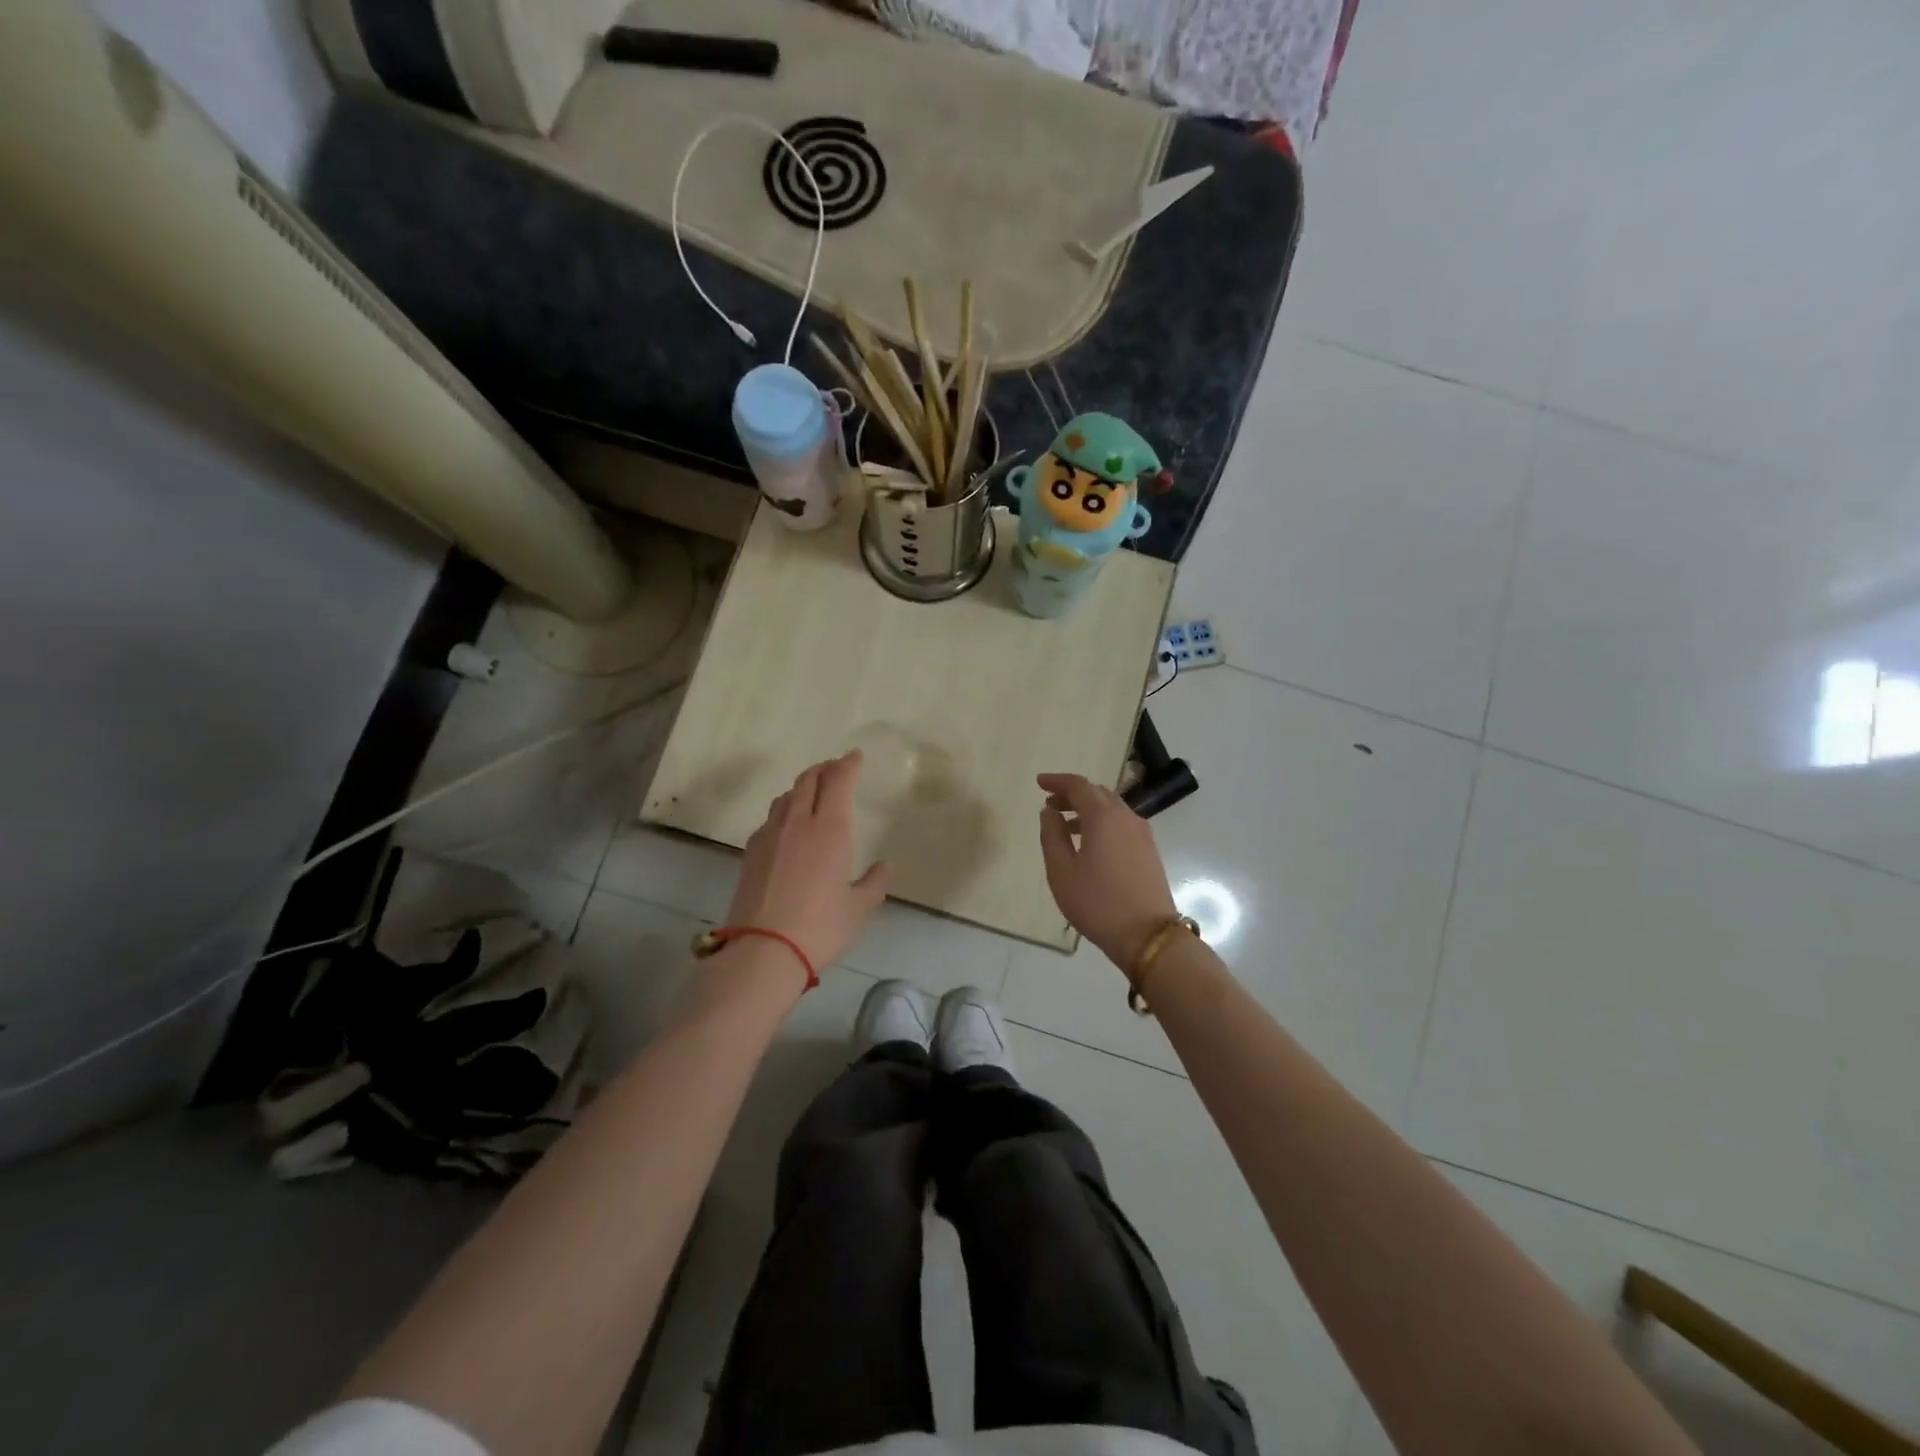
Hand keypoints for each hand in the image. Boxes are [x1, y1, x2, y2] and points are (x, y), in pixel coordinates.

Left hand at [725, 752, 889, 975]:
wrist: (762, 951)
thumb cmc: (820, 927)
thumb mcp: (858, 909)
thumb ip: (873, 883)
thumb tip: (884, 867)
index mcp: (829, 829)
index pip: (838, 781)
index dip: (847, 765)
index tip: (855, 757)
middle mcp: (797, 822)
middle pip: (808, 780)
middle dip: (823, 768)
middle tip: (835, 768)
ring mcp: (769, 835)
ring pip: (786, 796)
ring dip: (802, 787)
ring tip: (812, 793)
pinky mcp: (751, 852)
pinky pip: (771, 819)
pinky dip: (784, 811)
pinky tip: (788, 827)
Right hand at [1036, 772, 1177, 970]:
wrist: (1148, 935)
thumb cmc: (1098, 903)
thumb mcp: (1062, 871)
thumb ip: (1052, 835)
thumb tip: (1049, 811)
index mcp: (1103, 817)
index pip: (1078, 785)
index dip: (1057, 781)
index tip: (1039, 783)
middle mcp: (1126, 817)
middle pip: (1098, 792)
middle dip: (1072, 794)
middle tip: (1050, 804)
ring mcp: (1142, 834)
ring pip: (1112, 808)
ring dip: (1088, 809)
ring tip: (1066, 825)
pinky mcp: (1149, 851)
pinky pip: (1122, 823)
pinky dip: (1103, 822)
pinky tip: (1091, 843)